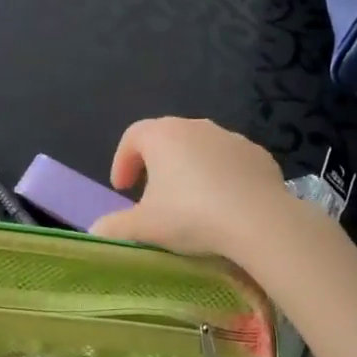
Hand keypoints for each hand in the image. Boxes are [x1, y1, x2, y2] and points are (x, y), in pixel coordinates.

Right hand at [89, 117, 291, 258]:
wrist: (259, 222)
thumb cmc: (191, 216)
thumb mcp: (144, 227)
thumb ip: (114, 227)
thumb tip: (96, 231)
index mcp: (162, 135)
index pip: (132, 137)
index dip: (122, 161)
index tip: (122, 189)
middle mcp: (196, 126)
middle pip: (167, 139)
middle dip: (155, 165)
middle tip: (152, 196)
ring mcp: (231, 138)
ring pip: (201, 149)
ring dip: (190, 170)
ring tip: (190, 203)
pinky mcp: (259, 155)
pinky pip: (231, 162)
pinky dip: (222, 177)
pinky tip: (225, 205)